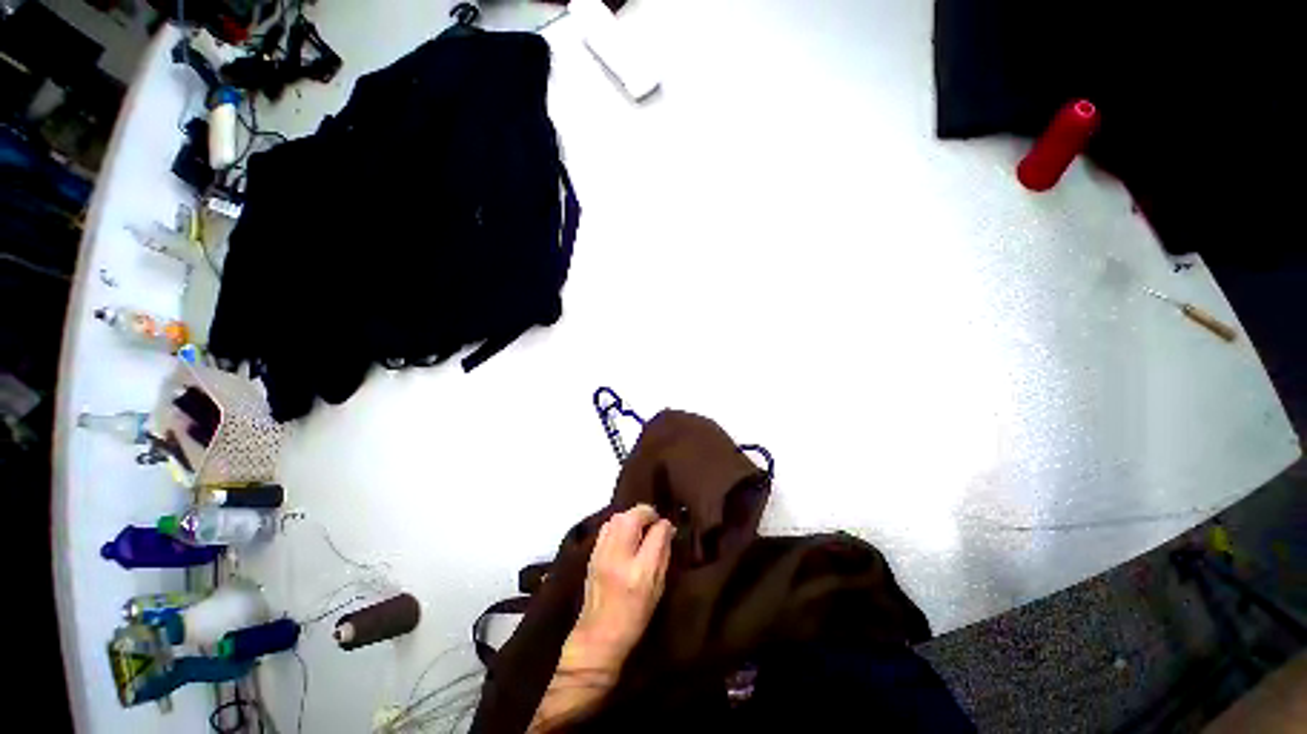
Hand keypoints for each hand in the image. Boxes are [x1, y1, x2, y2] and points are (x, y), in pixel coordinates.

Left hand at [564, 505, 673, 676]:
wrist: (597, 637)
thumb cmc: (634, 618)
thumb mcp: (657, 589)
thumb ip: (663, 555)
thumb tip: (667, 530)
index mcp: (640, 572)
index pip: (656, 533)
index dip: (665, 525)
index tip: (668, 527)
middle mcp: (619, 557)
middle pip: (633, 517)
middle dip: (647, 512)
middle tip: (655, 521)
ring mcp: (602, 553)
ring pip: (618, 517)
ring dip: (632, 516)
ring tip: (640, 526)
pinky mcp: (592, 553)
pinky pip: (607, 526)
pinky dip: (619, 523)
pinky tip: (625, 534)